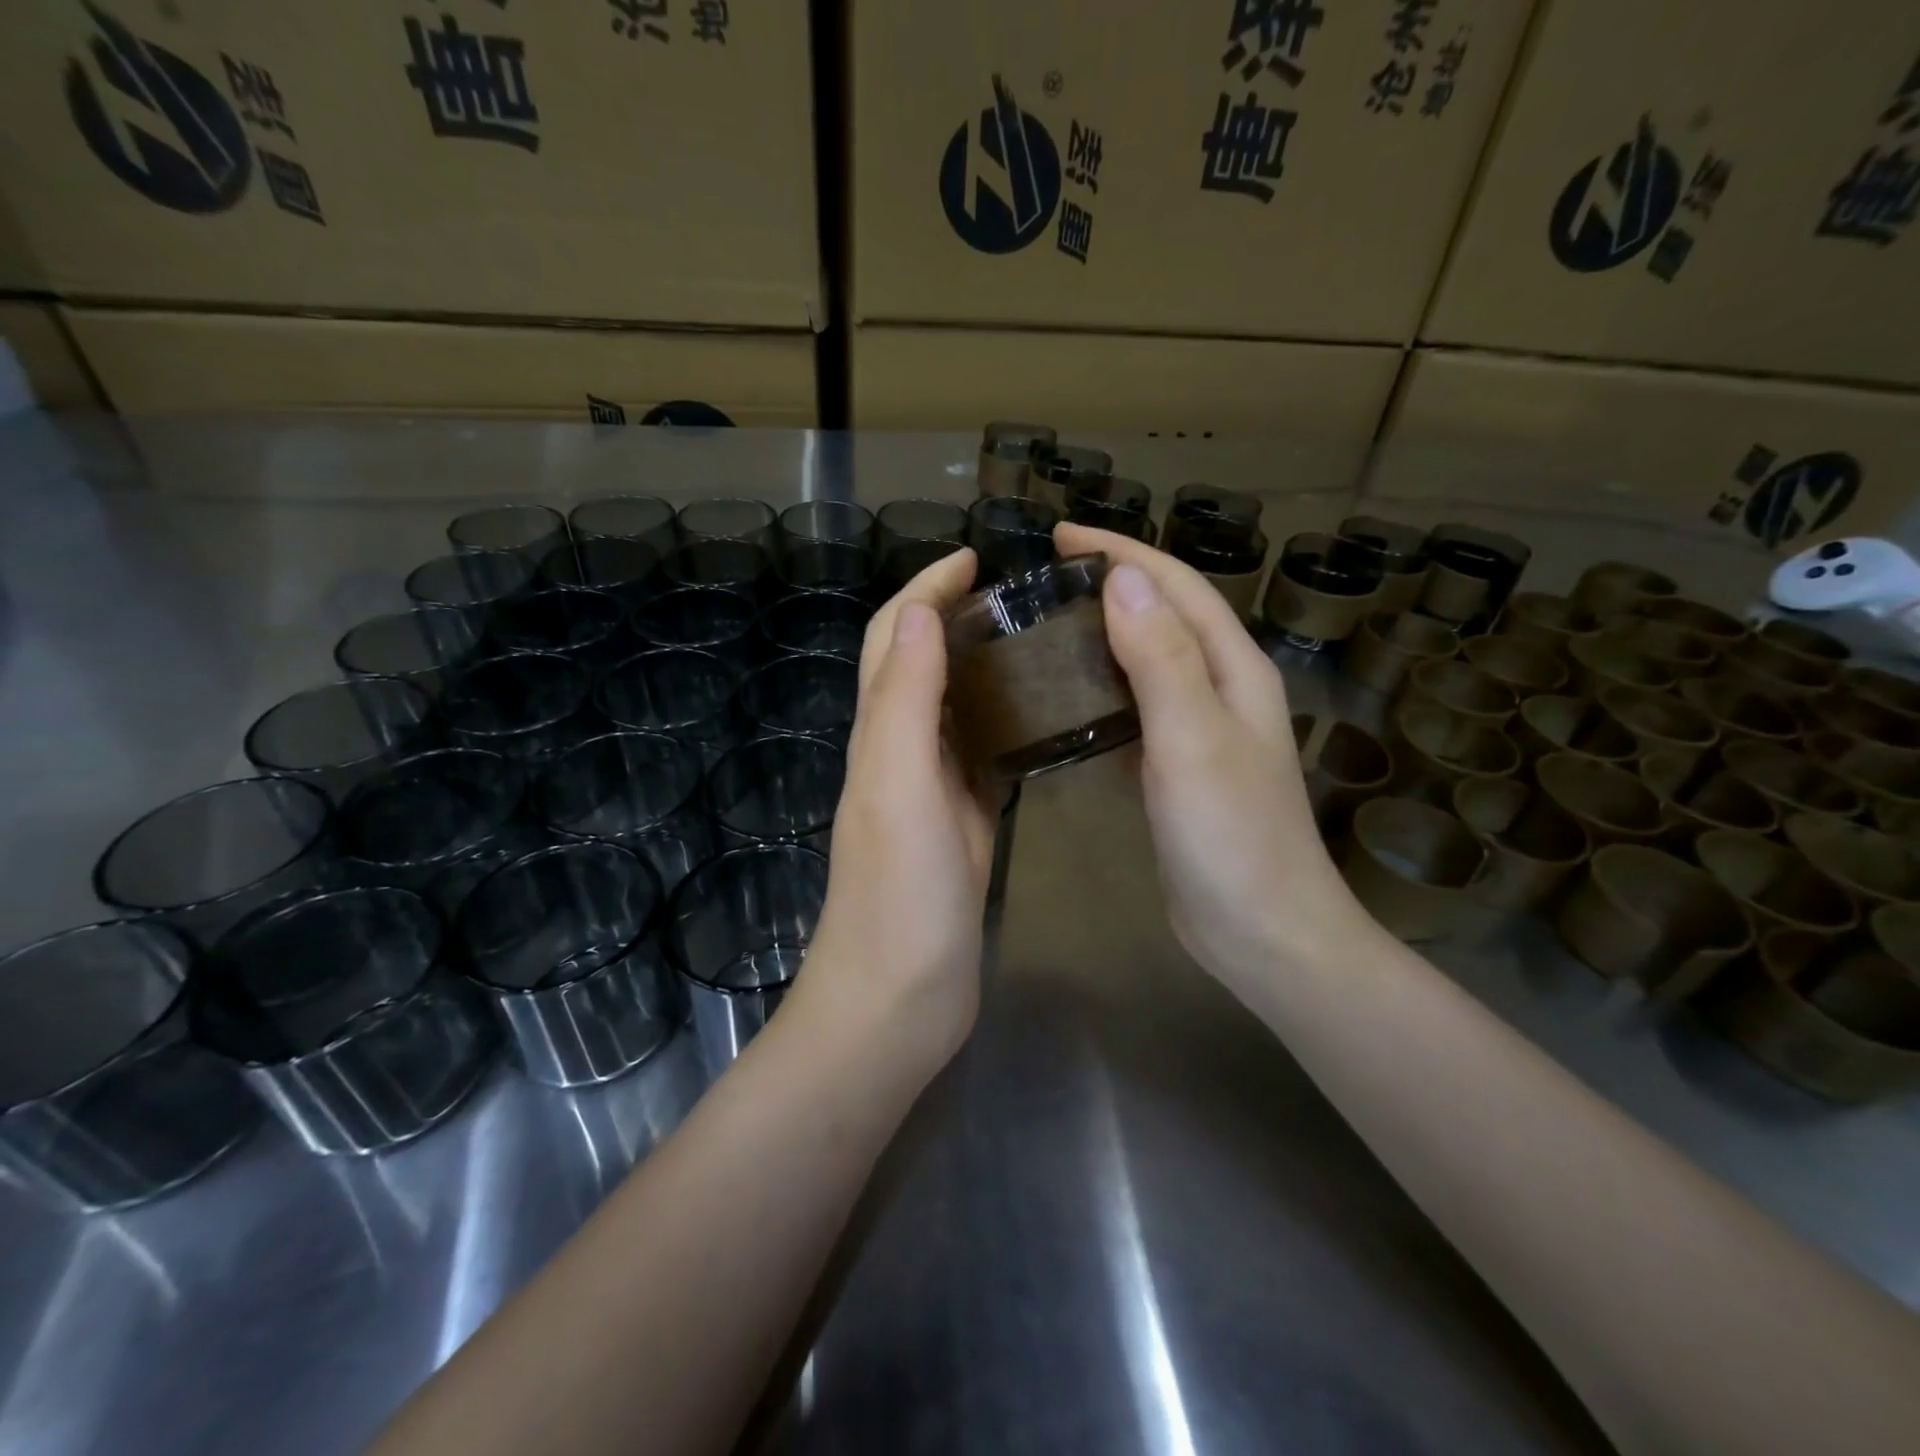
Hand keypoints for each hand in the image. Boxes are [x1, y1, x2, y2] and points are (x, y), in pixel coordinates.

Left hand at [798, 547, 999, 1075]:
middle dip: (954, 616)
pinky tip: (1042, 720)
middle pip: (919, 663)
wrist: (899, 998)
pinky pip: (980, 757)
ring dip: (980, 665)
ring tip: (1037, 641)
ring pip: (951, 707)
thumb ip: (905, 699)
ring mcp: (929, 791)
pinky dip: (1002, 724)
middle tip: (1017, 596)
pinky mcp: (959, 825)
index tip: (973, 557)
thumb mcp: (898, 784)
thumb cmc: (898, 893)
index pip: (895, 637)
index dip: (926, 589)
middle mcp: (899, 752)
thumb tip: (923, 612)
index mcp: (879, 734)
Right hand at [1054, 523, 1372, 984]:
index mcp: (1234, 670)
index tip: (1060, 536)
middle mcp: (1222, 689)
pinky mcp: (1177, 769)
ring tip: (1047, 626)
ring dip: (1104, 635)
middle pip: (1164, 616)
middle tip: (1045, 579)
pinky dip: (1103, 691)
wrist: (1263, 932)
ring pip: (1148, 662)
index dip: (1122, 553)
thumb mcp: (1193, 739)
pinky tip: (1067, 699)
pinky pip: (1136, 710)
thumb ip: (1162, 657)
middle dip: (1111, 584)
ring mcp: (1200, 731)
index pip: (1177, 587)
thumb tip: (1123, 578)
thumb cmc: (1232, 836)